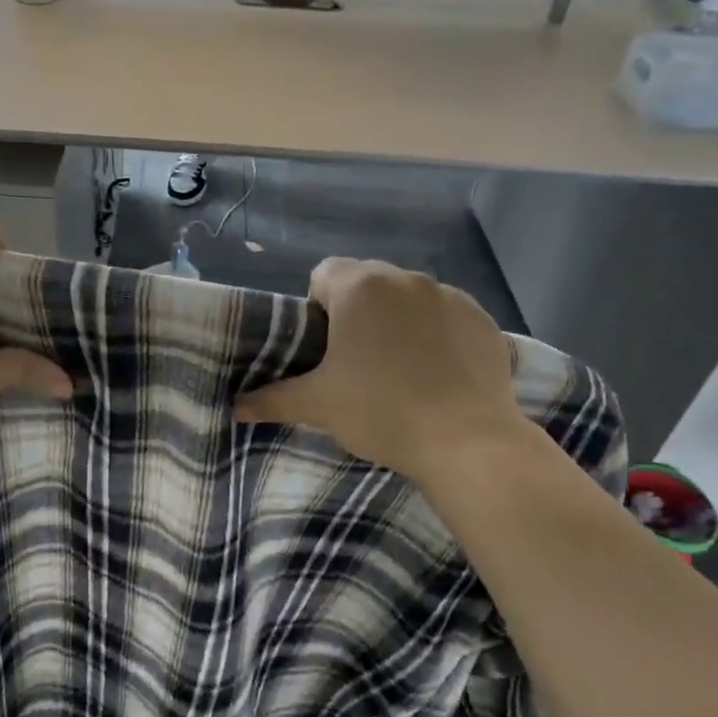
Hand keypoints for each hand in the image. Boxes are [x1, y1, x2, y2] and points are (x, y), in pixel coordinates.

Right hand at [235, 258, 529, 482]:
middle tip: (356, 361)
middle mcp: (406, 279)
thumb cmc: (381, 413)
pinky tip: (438, 373)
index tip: (324, 347)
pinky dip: (437, 334)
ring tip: (400, 369)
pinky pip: (447, 316)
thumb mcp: (319, 406)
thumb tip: (234, 408)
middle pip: (367, 282)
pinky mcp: (483, 319)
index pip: (323, 274)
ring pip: (409, 298)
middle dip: (357, 312)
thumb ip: (272, 399)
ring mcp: (451, 296)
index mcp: (360, 288)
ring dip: (397, 320)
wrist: (466, 442)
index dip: (316, 307)